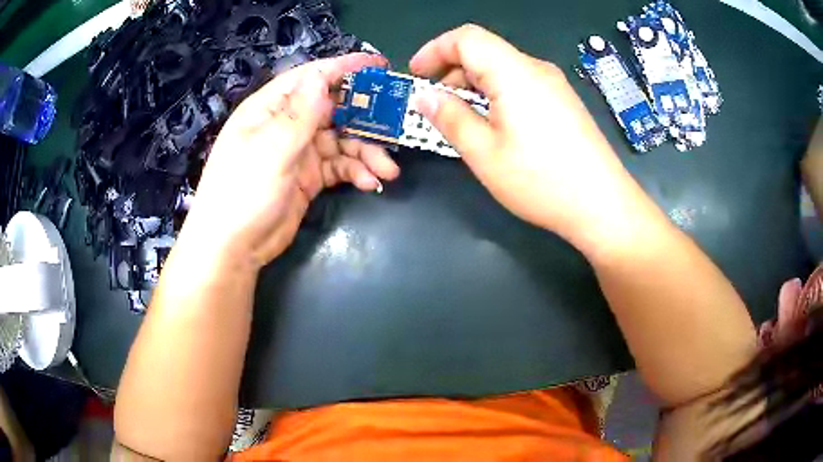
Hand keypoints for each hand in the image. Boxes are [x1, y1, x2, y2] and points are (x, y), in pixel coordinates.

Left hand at [181, 53, 399, 268]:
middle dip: (364, 117)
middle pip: (333, 108)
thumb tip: (322, 77)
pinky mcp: (308, 178)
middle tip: (396, 124)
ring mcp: (298, 152)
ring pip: (341, 141)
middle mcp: (286, 125)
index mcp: (269, 109)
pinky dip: (355, 172)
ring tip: (388, 170)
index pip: (310, 79)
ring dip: (366, 152)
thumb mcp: (270, 149)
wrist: (233, 249)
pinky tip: (369, 182)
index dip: (344, 69)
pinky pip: (339, 167)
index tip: (378, 66)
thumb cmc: (242, 192)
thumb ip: (300, 114)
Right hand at [410, 25, 646, 246]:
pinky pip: (521, 84)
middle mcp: (536, 69)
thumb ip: (450, 118)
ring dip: (474, 85)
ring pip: (503, 69)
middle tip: (434, 105)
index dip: (434, 50)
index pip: (466, 38)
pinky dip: (497, 94)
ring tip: (461, 119)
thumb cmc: (541, 180)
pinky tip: (494, 125)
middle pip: (485, 51)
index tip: (416, 75)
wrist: (603, 205)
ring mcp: (554, 85)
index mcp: (514, 72)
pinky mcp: (564, 102)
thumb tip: (425, 97)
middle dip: (451, 71)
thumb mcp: (484, 153)